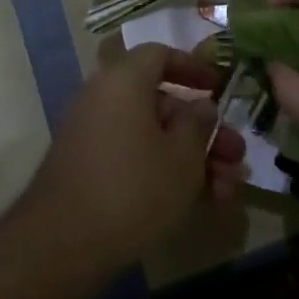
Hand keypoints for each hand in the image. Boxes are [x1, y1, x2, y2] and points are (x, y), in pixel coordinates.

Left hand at [17, 44, 246, 274]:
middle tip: (236, 157)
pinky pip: (134, 157)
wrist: (62, 244)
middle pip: (162, 103)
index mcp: (123, 81)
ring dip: (191, 158)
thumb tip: (200, 105)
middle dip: (204, 131)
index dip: (193, 67)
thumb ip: (198, 124)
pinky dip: (164, 171)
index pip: (159, 54)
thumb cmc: (133, 188)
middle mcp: (103, 98)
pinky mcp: (88, 168)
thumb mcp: (182, 157)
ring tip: (226, 190)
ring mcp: (92, 135)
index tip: (219, 88)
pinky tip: (198, 203)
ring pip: (152, 136)